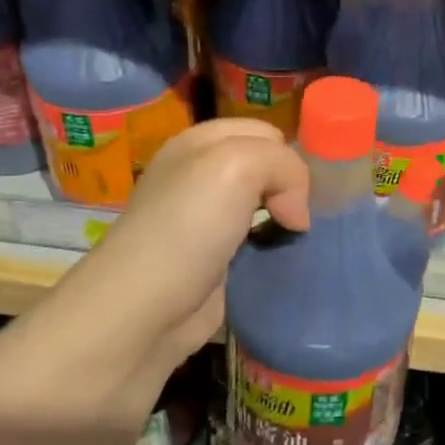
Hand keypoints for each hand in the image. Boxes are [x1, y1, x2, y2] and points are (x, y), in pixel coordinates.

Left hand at [74, 119, 310, 364]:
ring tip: (301, 237)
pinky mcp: (216, 260)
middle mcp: (202, 175)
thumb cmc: (187, 227)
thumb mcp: (237, 166)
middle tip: (300, 216)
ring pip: (267, 205)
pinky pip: (260, 242)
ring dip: (287, 219)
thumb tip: (297, 213)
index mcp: (200, 143)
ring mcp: (207, 219)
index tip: (302, 190)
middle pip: (267, 167)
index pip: (265, 133)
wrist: (143, 311)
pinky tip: (285, 259)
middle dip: (290, 186)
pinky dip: (277, 248)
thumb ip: (284, 165)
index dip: (287, 155)